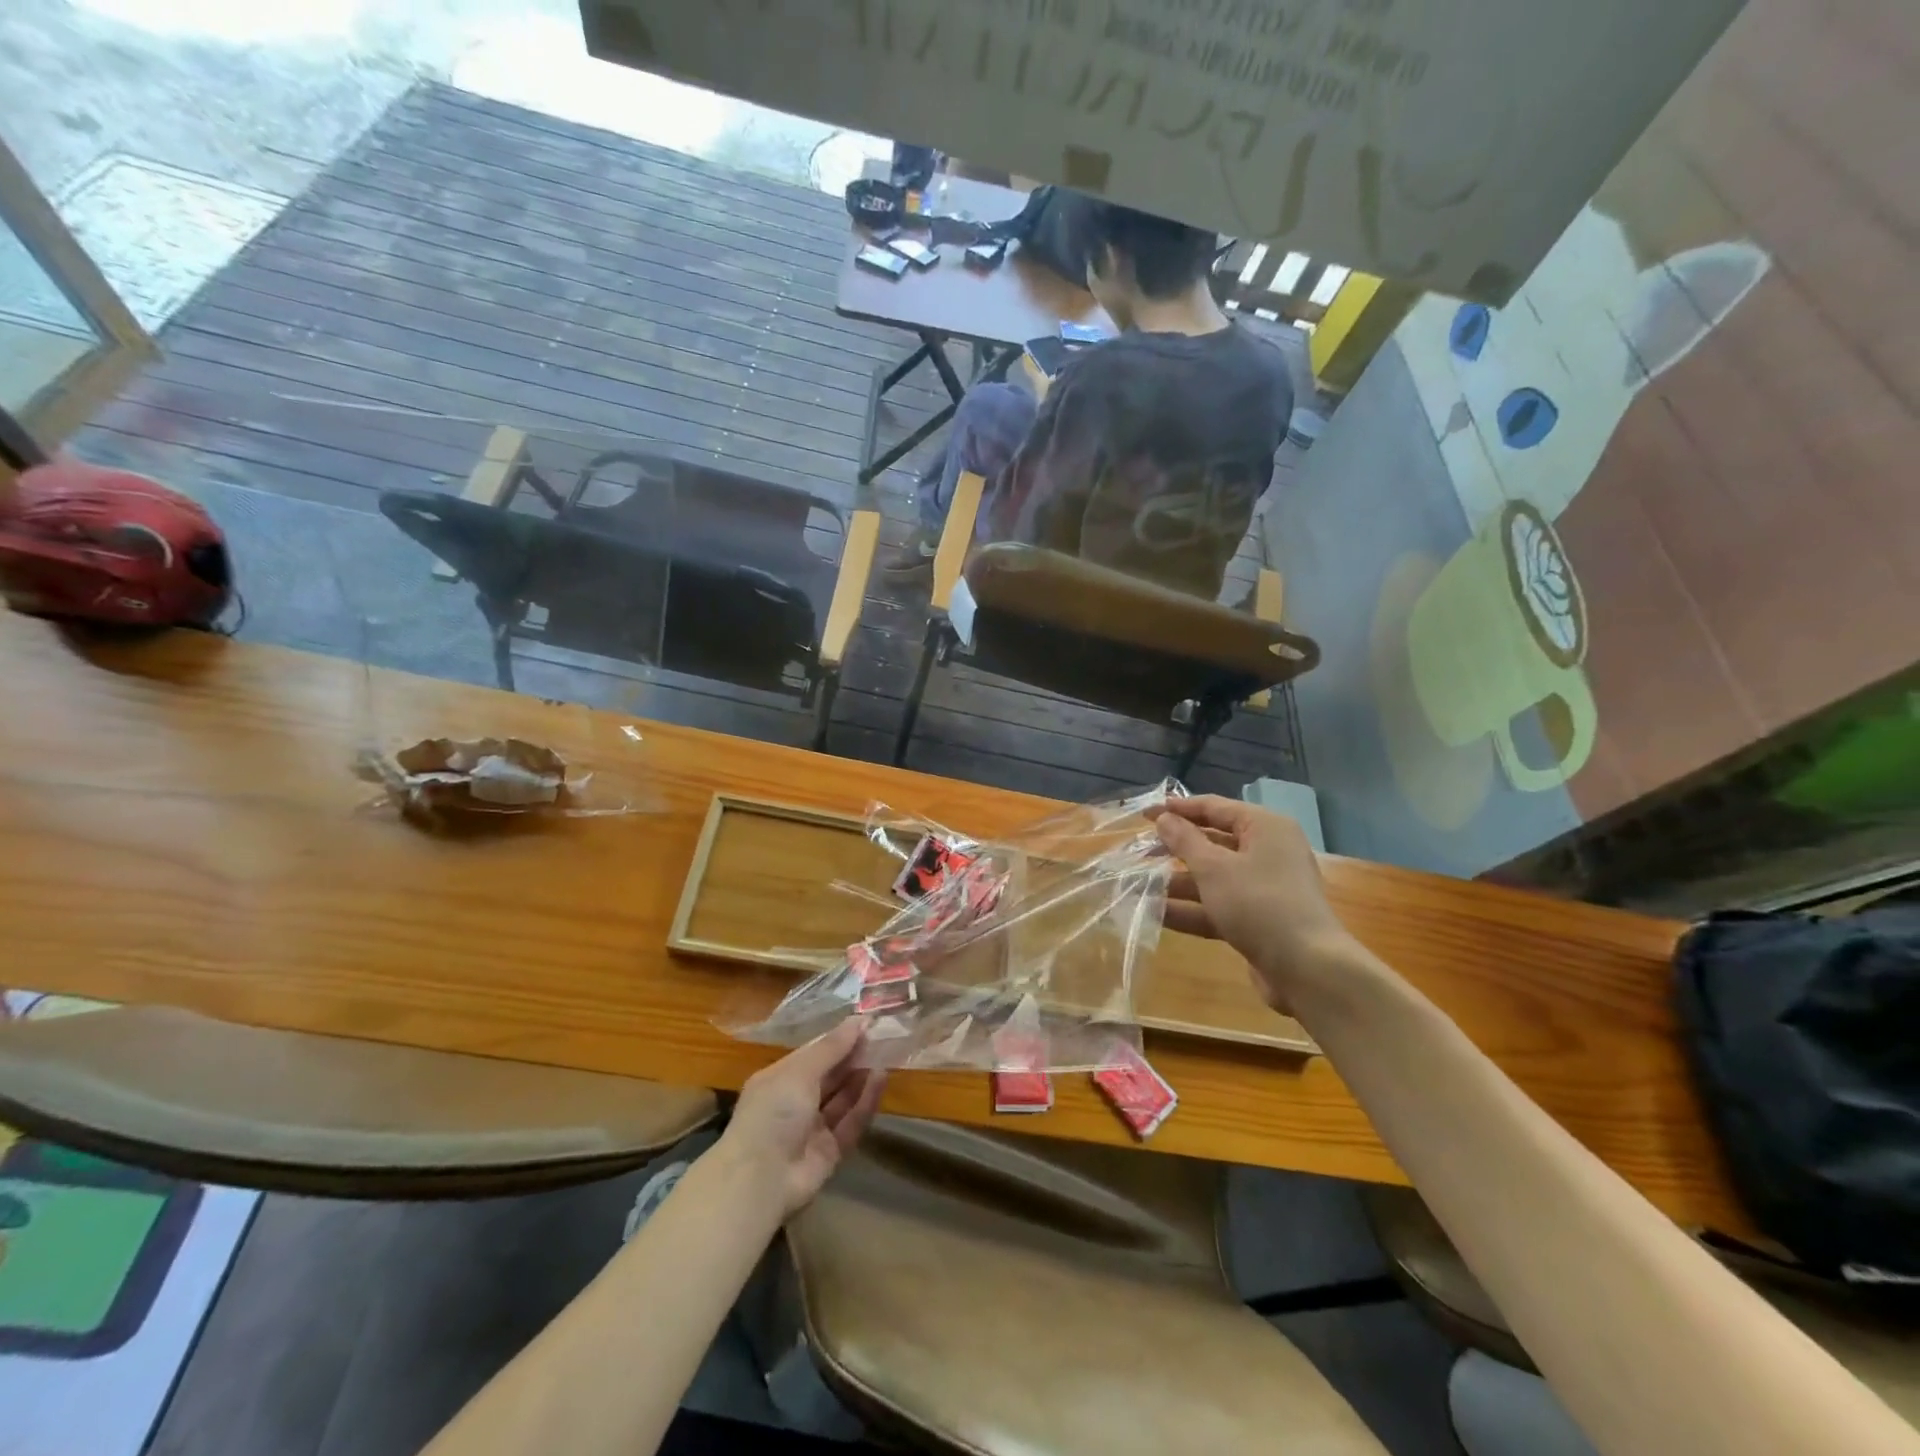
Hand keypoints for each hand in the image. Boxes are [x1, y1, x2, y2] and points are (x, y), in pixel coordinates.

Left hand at [713, 1019, 886, 1219]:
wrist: (762, 1180)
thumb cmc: (773, 1112)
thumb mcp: (800, 1071)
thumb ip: (831, 1048)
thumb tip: (858, 1020)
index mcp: (780, 1079)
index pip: (813, 1054)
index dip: (838, 1039)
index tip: (865, 1023)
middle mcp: (795, 1102)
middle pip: (830, 1075)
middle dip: (853, 1056)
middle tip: (881, 1035)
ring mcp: (812, 1129)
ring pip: (842, 1098)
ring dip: (862, 1076)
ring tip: (886, 1053)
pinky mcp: (830, 1151)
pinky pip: (851, 1122)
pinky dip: (866, 1101)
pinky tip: (881, 1078)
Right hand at [1151, 795, 1358, 1013]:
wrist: (1307, 969)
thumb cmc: (1259, 904)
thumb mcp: (1214, 868)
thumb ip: (1184, 841)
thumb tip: (1165, 818)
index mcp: (1265, 828)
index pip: (1215, 807)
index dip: (1178, 809)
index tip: (1144, 814)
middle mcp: (1268, 852)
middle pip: (1213, 842)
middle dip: (1175, 848)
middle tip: (1139, 851)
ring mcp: (1264, 888)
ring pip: (1213, 877)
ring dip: (1178, 882)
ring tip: (1138, 884)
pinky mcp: (1258, 919)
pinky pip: (1219, 905)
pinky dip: (1191, 909)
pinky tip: (1155, 914)